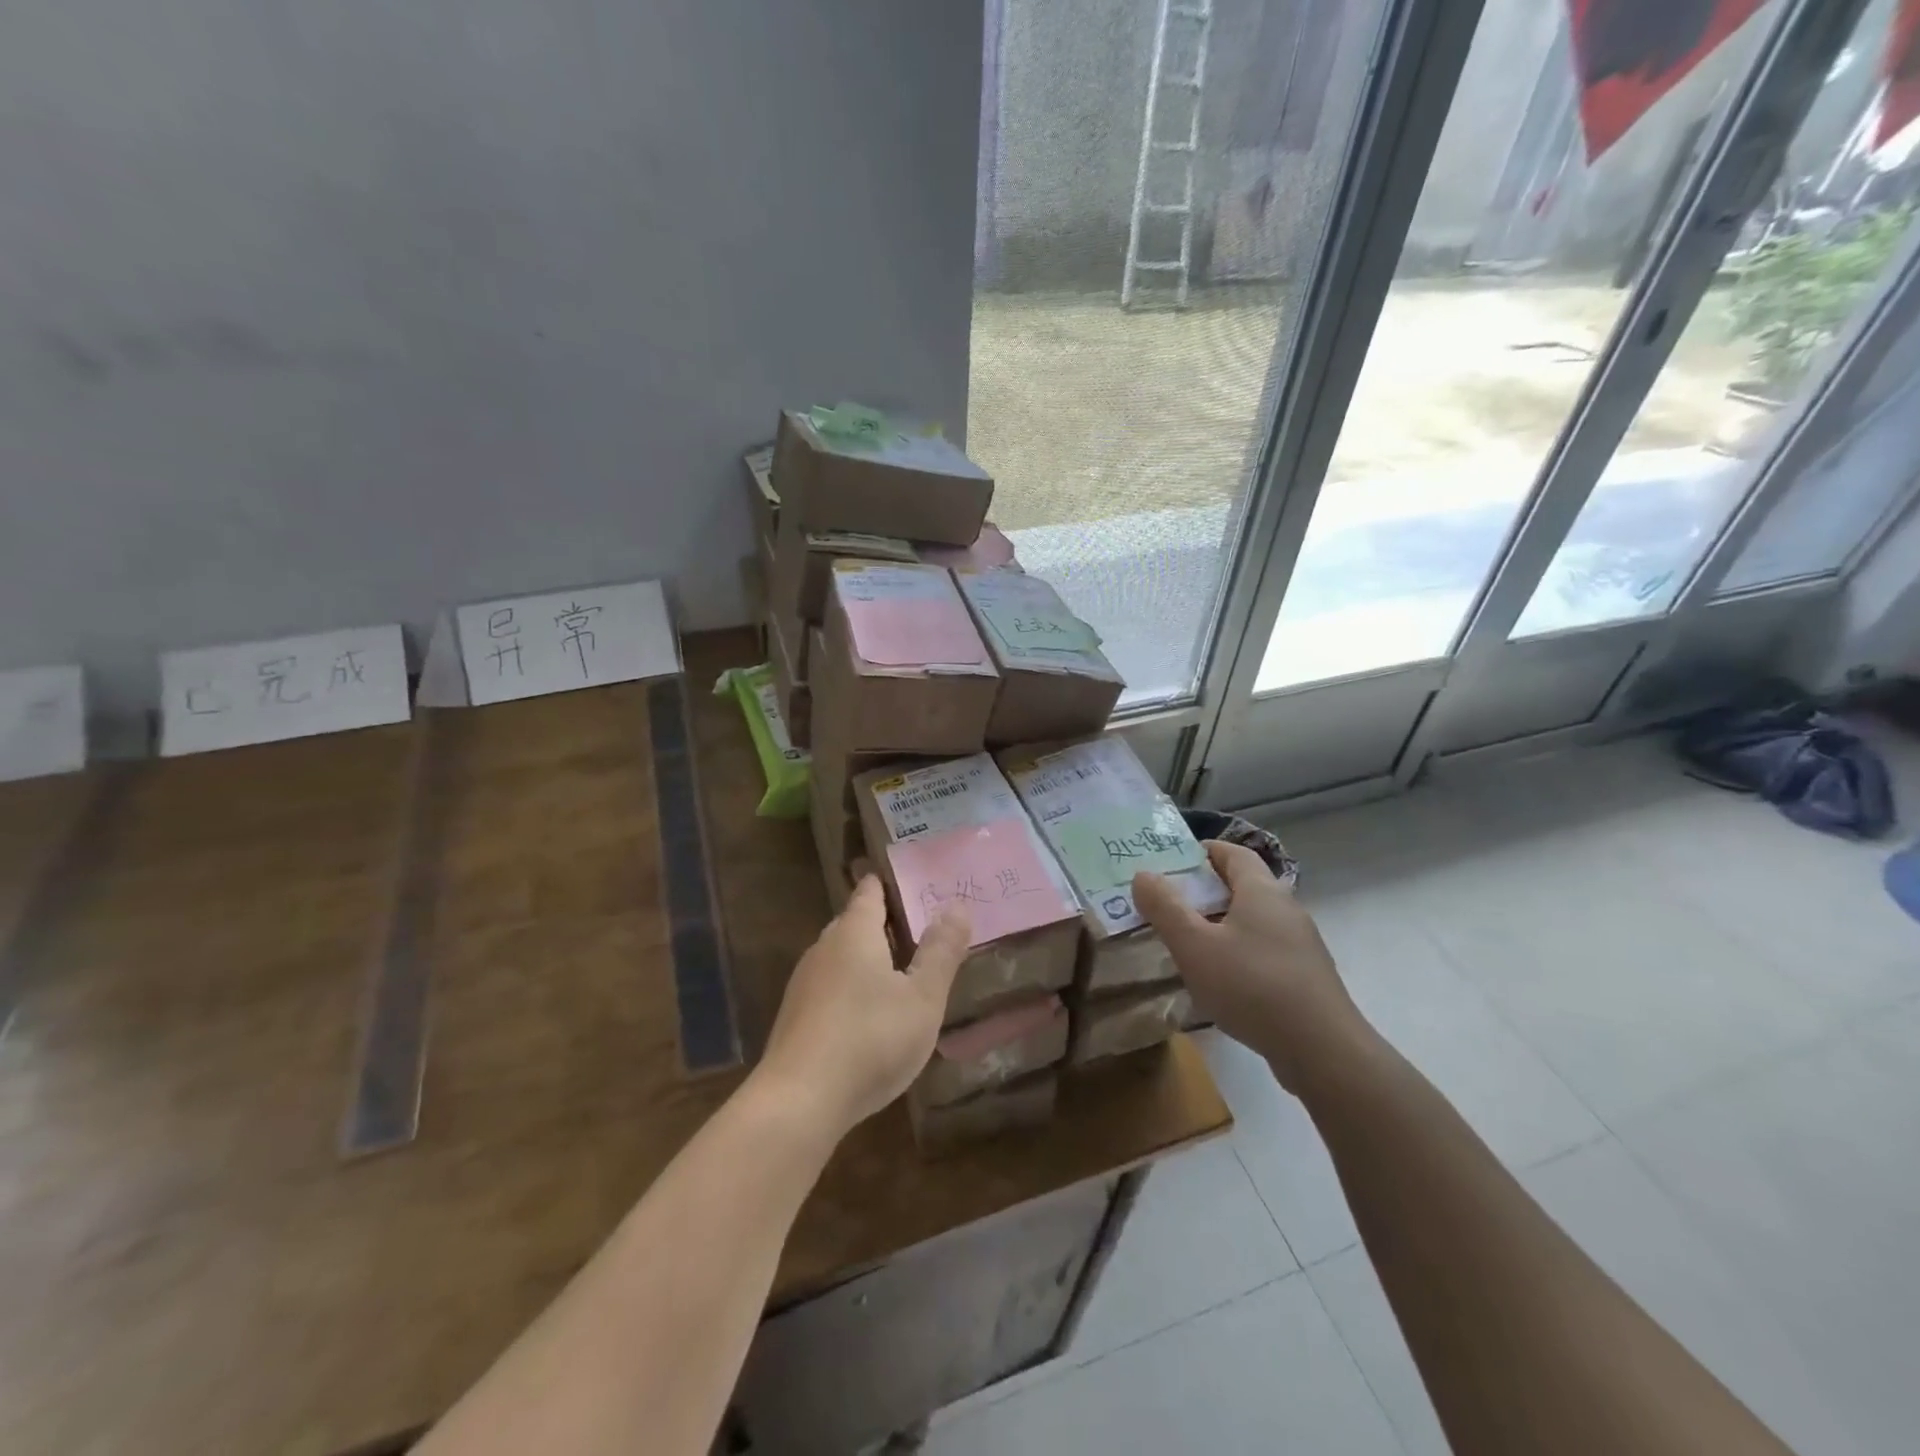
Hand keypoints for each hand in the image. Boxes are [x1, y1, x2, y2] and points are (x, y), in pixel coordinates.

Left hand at [755, 875, 971, 1136]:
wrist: (799, 1101)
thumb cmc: (871, 1039)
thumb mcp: (922, 997)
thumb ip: (942, 951)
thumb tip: (956, 904)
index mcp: (854, 932)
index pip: (870, 891)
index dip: (890, 884)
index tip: (913, 882)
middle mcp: (824, 948)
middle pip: (855, 923)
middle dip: (885, 925)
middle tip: (920, 930)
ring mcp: (804, 983)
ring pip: (841, 957)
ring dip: (868, 960)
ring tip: (901, 974)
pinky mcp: (795, 1017)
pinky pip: (830, 988)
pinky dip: (852, 989)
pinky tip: (870, 1017)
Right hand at [1133, 841, 1374, 1095]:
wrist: (1322, 1050)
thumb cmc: (1251, 985)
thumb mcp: (1194, 945)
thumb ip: (1165, 908)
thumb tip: (1143, 874)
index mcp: (1262, 890)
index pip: (1232, 852)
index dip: (1202, 851)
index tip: (1170, 863)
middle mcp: (1286, 908)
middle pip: (1242, 885)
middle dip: (1204, 890)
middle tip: (1168, 905)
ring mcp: (1300, 944)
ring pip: (1253, 920)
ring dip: (1220, 924)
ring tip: (1187, 943)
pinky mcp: (1305, 977)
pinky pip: (1264, 950)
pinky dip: (1238, 952)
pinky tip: (1220, 980)